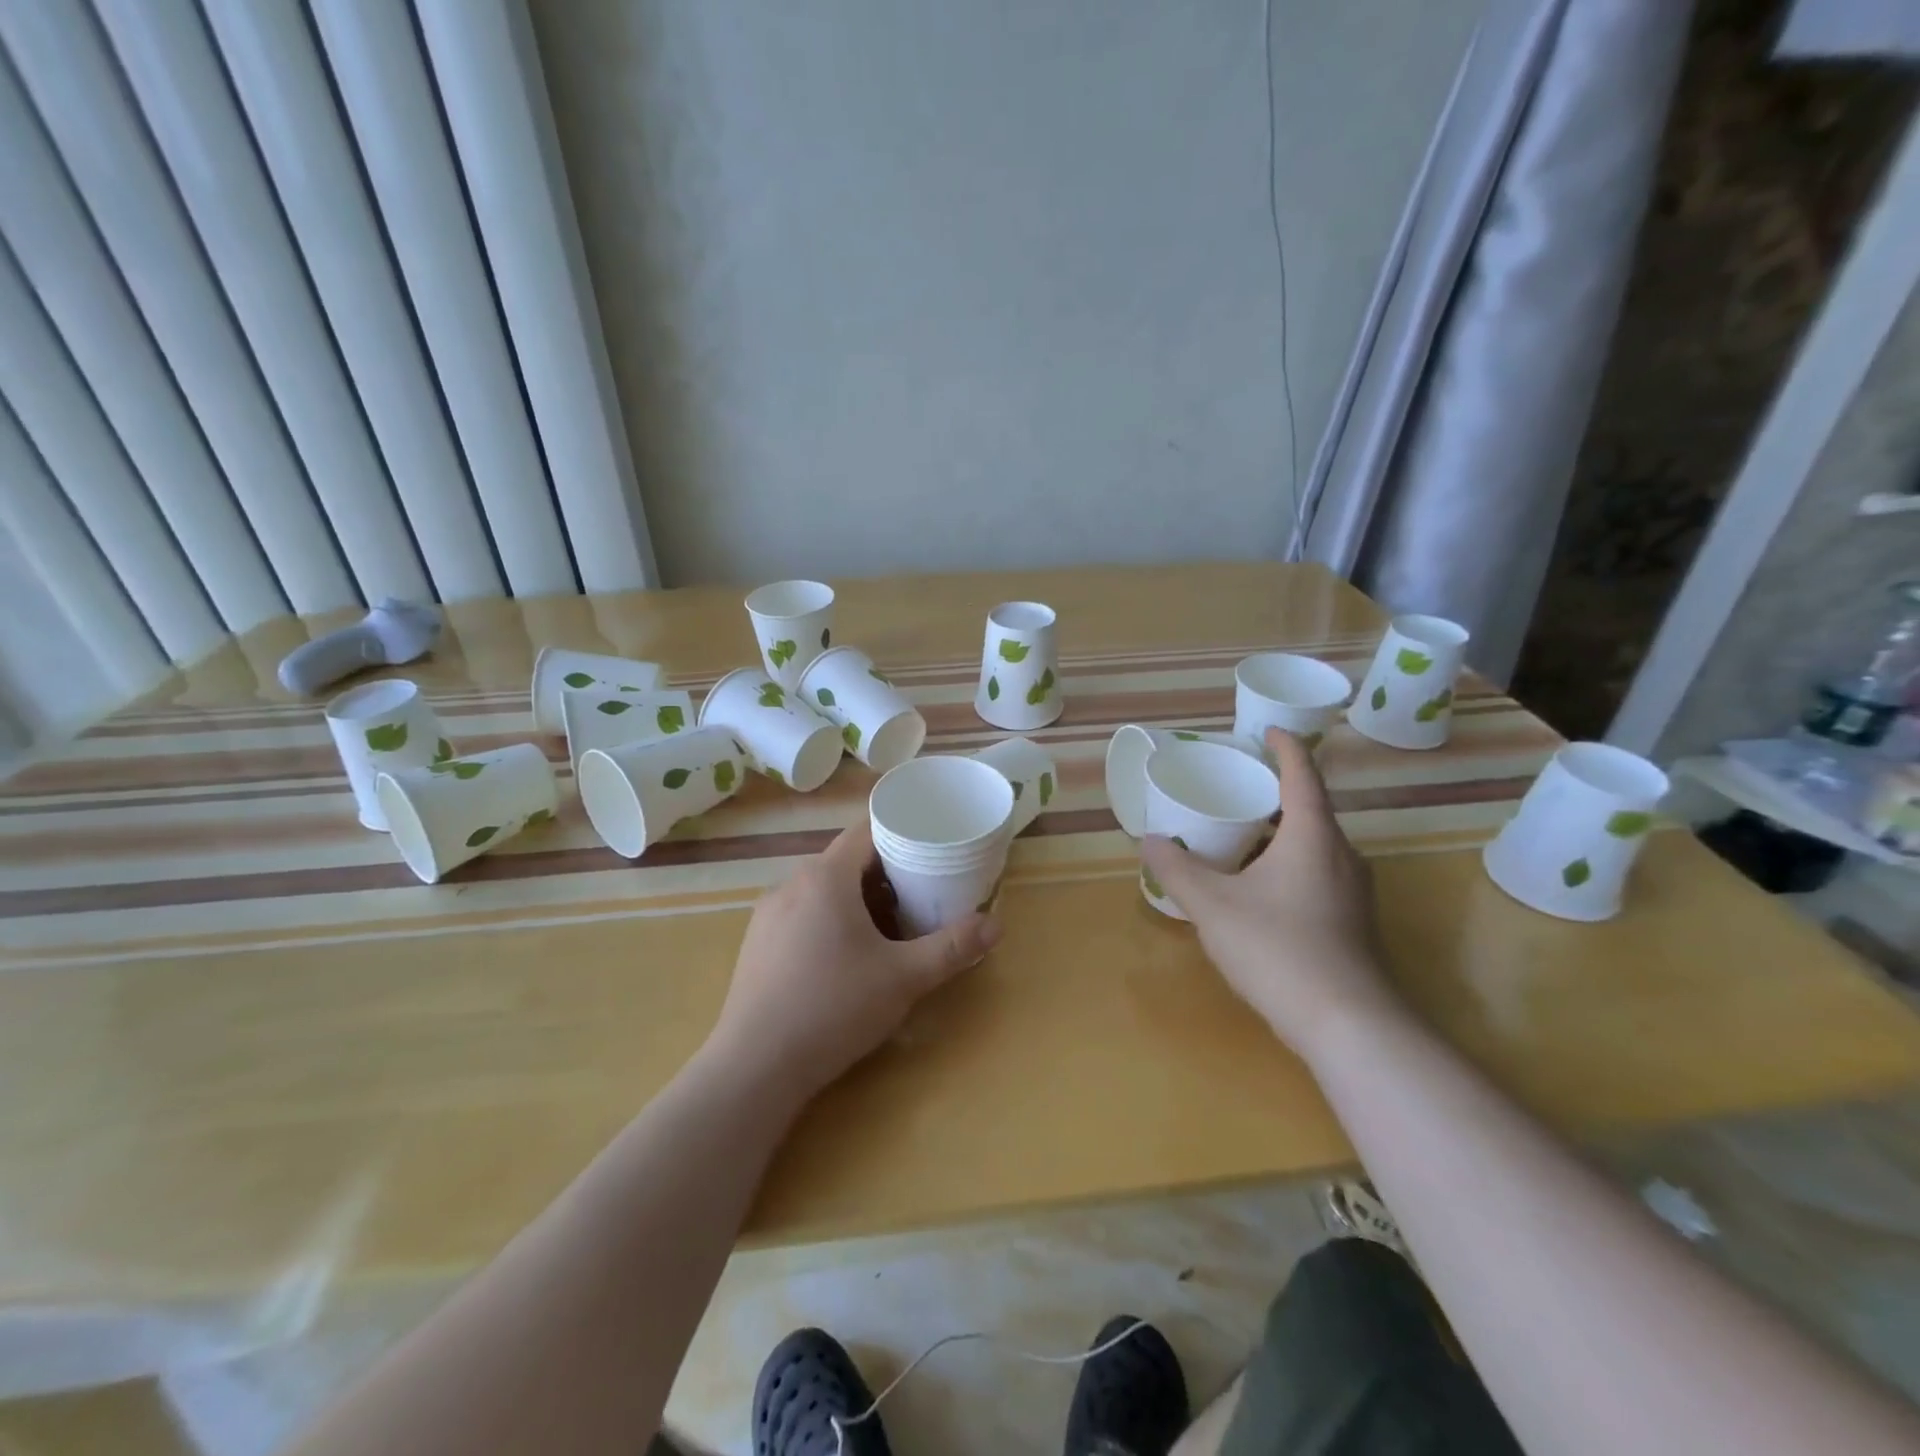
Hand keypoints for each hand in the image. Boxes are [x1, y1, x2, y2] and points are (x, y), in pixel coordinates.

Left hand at [708, 819, 999, 1101]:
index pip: (867, 831)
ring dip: (856, 898)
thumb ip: (952, 948)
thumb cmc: (834, 1008)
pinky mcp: (757, 944)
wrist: (755, 1067)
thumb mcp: (904, 978)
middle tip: (920, 894)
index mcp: (825, 877)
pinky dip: (829, 919)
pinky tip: (844, 957)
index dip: (901, 833)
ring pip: (822, 889)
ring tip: (888, 927)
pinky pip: (801, 913)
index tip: (931, 848)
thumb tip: (996, 925)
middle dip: (885, 872)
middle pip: (846, 860)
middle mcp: (792, 884)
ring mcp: (768, 914)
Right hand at [1141, 728, 1403, 1059]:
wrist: (1347, 1024)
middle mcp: (1340, 854)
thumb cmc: (1278, 948)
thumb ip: (1177, 869)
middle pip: (1308, 809)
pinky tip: (1256, 887)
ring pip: (1312, 845)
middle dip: (1273, 793)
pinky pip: (1316, 872)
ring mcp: (1352, 890)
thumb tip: (1150, 840)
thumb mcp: (1213, 906)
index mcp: (1312, 836)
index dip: (1286, 748)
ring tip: (1237, 834)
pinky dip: (1286, 862)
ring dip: (1278, 832)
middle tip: (1233, 787)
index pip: (1302, 775)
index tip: (1266, 731)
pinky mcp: (1352, 921)